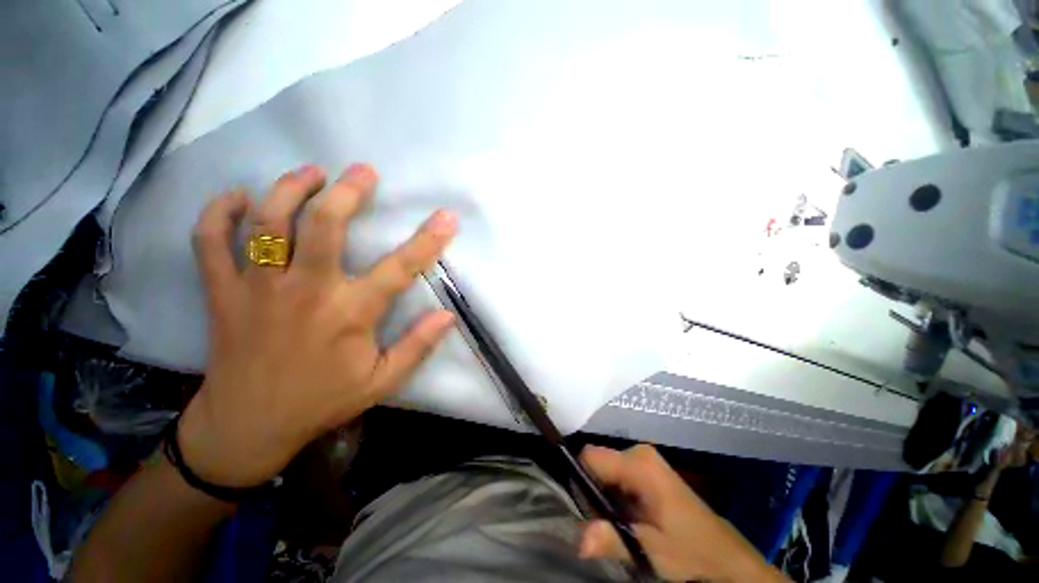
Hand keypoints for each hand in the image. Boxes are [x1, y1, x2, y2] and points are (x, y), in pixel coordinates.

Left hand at [178, 164, 457, 487]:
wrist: (249, 426)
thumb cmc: (322, 401)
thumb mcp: (382, 381)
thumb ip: (417, 346)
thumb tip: (448, 315)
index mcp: (349, 314)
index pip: (399, 268)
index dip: (427, 240)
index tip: (446, 216)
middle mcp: (305, 291)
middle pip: (324, 226)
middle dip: (347, 191)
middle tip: (362, 171)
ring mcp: (257, 288)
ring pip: (268, 223)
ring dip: (290, 189)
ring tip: (310, 172)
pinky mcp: (223, 293)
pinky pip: (209, 242)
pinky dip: (219, 213)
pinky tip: (238, 196)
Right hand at [579, 445, 785, 582]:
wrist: (724, 554)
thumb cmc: (690, 549)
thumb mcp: (650, 550)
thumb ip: (613, 539)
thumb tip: (579, 539)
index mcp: (638, 463)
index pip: (590, 456)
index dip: (581, 479)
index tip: (584, 508)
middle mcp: (639, 451)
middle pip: (597, 462)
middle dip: (594, 490)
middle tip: (604, 522)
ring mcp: (644, 457)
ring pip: (606, 468)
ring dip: (604, 493)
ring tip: (617, 521)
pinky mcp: (648, 466)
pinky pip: (617, 472)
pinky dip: (615, 492)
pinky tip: (627, 514)